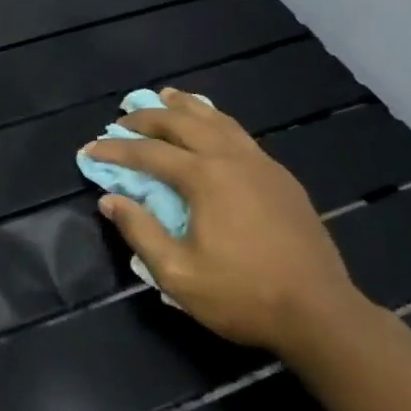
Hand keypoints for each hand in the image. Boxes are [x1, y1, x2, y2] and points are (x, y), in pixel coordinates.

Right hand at [83, 90, 365, 356]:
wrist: (321, 313)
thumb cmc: (243, 295)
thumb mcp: (177, 273)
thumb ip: (140, 231)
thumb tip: (110, 199)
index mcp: (204, 178)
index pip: (148, 153)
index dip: (115, 149)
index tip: (90, 148)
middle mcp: (231, 158)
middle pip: (182, 123)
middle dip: (147, 117)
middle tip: (123, 118)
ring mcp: (261, 164)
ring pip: (217, 120)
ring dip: (186, 107)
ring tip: (166, 96)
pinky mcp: (281, 177)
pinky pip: (240, 134)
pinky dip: (215, 121)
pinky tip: (211, 127)